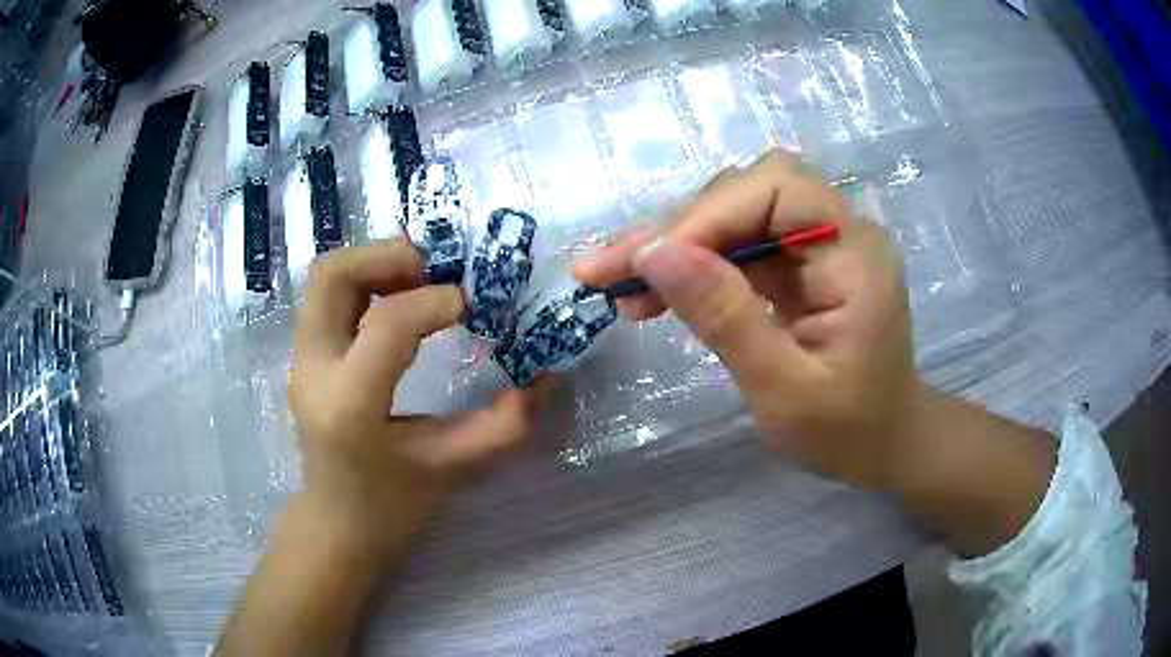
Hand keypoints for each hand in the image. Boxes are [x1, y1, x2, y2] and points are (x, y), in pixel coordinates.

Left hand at [219, 241, 547, 656]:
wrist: (336, 524)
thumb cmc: (392, 506)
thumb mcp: (454, 468)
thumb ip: (505, 424)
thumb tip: (546, 376)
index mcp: (350, 405)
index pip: (387, 323)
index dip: (434, 302)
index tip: (471, 305)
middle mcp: (314, 371)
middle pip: (334, 276)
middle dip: (388, 257)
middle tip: (435, 271)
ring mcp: (301, 361)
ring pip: (325, 278)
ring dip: (374, 264)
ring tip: (419, 280)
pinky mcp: (303, 357)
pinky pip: (327, 297)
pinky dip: (364, 282)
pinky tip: (398, 301)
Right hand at [577, 151, 917, 489]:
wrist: (884, 445)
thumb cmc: (847, 432)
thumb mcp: (784, 389)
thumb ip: (725, 317)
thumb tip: (653, 254)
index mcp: (856, 255)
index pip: (777, 190)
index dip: (707, 216)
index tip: (644, 265)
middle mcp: (842, 232)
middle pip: (750, 192)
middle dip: (677, 227)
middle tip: (606, 271)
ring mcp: (820, 245)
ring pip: (735, 214)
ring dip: (674, 244)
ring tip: (617, 284)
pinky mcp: (800, 265)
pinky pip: (738, 245)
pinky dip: (692, 265)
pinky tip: (651, 294)